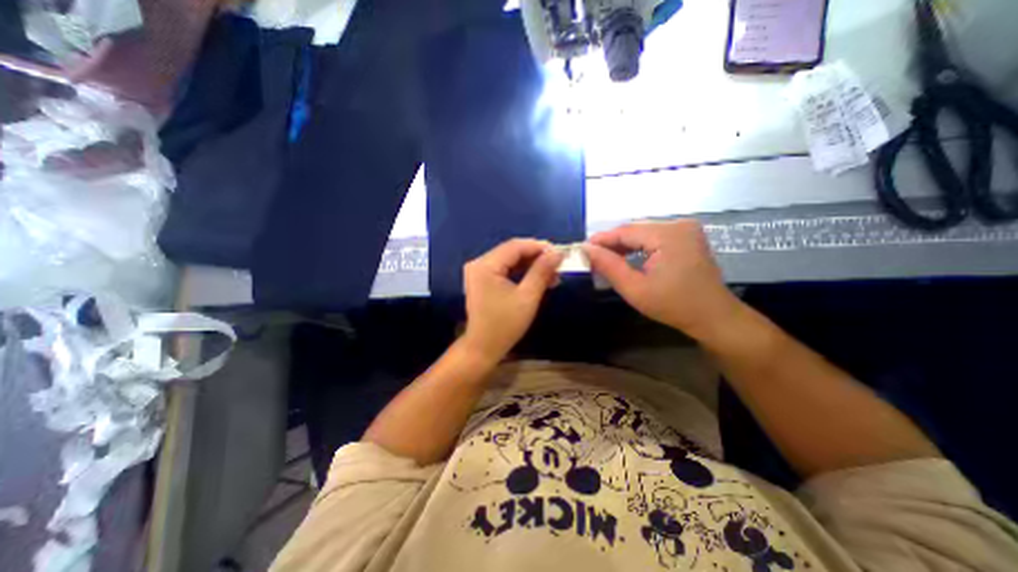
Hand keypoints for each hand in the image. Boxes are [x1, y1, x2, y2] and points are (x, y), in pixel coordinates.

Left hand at [462, 240, 564, 363]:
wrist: (483, 348)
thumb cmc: (505, 325)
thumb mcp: (527, 297)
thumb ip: (542, 271)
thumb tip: (557, 252)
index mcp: (486, 265)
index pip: (515, 246)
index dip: (539, 247)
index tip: (560, 253)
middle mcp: (479, 263)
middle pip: (512, 251)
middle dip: (536, 256)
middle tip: (558, 264)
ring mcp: (479, 272)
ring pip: (510, 260)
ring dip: (531, 265)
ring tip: (553, 274)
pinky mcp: (482, 280)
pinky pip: (504, 269)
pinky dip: (521, 273)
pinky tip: (538, 278)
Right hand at [584, 220, 744, 341]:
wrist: (713, 316)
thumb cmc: (673, 305)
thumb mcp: (634, 288)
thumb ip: (609, 266)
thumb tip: (586, 249)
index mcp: (668, 234)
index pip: (625, 231)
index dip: (602, 239)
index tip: (582, 249)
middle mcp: (679, 224)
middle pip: (634, 230)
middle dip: (612, 243)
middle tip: (592, 257)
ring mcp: (685, 229)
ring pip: (643, 233)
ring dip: (624, 245)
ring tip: (605, 259)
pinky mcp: (687, 236)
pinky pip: (654, 237)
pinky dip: (638, 247)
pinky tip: (626, 257)